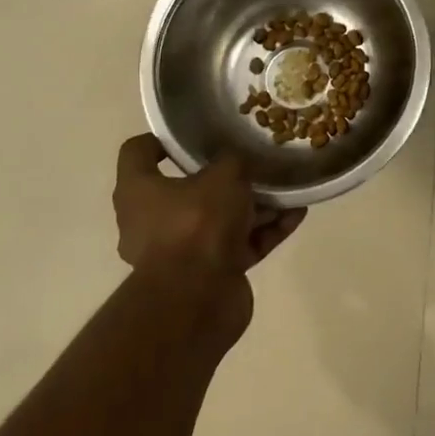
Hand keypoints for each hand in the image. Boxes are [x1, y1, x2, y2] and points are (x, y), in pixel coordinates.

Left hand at [111, 134, 306, 278]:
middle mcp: (152, 221)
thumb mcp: (223, 175)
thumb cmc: (197, 223)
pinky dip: (266, 231)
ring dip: (255, 205)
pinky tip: (296, 215)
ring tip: (288, 187)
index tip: (194, 134)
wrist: (198, 300)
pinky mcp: (210, 274)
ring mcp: (182, 252)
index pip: (138, 153)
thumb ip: (233, 162)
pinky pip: (241, 244)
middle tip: (254, 162)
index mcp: (138, 192)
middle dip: (226, 178)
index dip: (162, 139)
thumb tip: (237, 162)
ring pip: (221, 219)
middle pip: (189, 189)